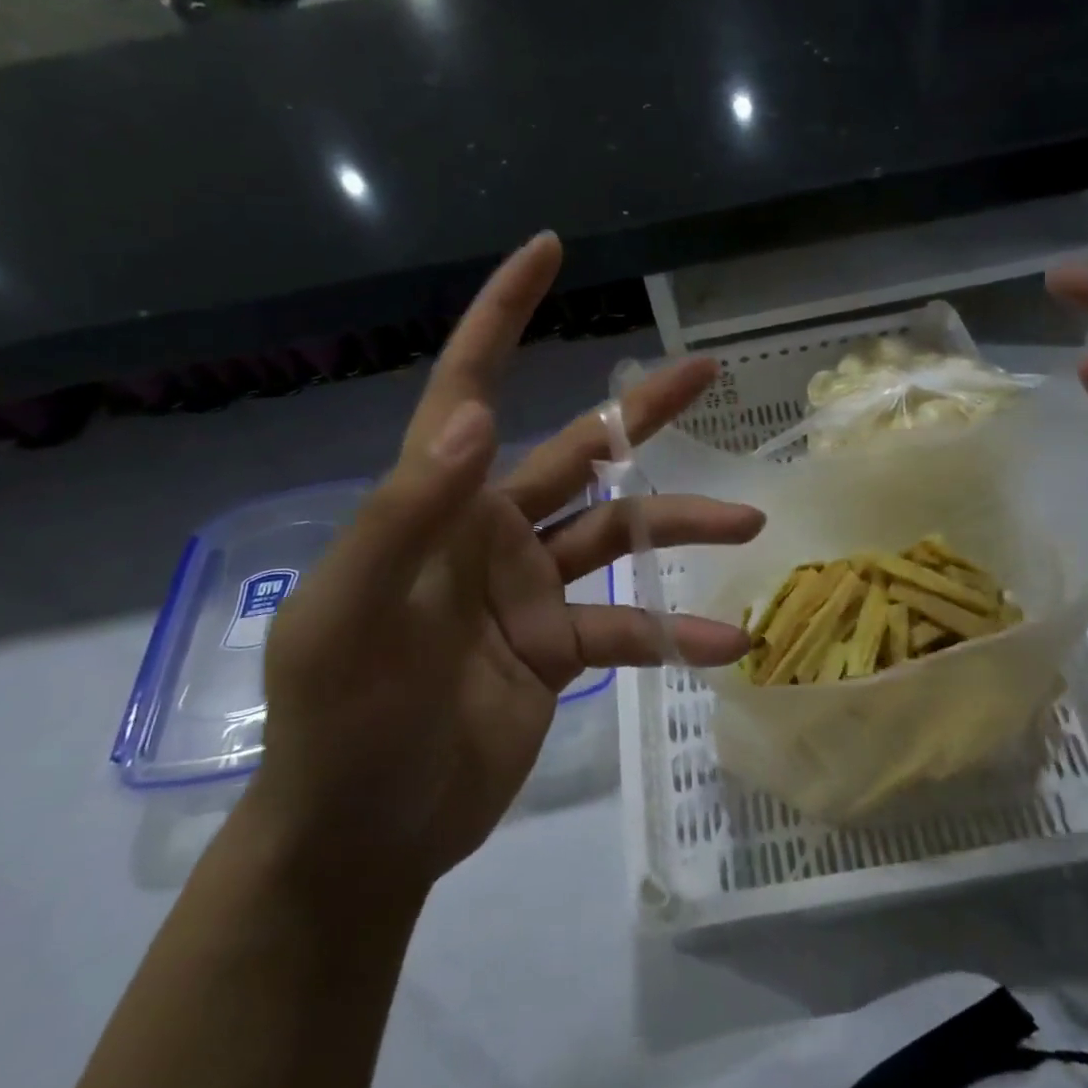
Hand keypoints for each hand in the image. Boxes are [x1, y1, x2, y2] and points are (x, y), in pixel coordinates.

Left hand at [246, 233, 762, 903]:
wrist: (362, 836)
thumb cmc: (339, 720)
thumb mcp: (352, 612)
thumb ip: (408, 512)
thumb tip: (474, 418)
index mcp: (440, 502)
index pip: (470, 385)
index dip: (504, 313)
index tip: (548, 251)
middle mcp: (493, 529)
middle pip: (582, 451)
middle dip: (642, 411)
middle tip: (706, 371)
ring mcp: (531, 588)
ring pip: (622, 536)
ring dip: (683, 527)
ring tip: (749, 522)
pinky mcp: (558, 647)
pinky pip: (629, 629)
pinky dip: (677, 633)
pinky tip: (729, 641)